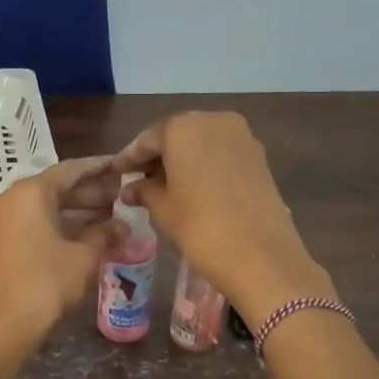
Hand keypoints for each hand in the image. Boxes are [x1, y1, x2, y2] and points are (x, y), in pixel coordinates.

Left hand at [0, 158, 125, 337]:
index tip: (121, 166)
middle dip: (90, 192)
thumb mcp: (82, 257)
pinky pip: (33, 222)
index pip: (70, 170)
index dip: (99, 167)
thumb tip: (124, 227)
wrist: (2, 323)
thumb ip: (104, 234)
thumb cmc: (46, 282)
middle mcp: (11, 199)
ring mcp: (1, 220)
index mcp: (30, 192)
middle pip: (56, 187)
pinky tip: (85, 235)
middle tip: (121, 196)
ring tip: (110, 216)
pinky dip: (58, 224)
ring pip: (44, 206)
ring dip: (76, 210)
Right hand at [110, 112, 331, 320]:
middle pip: (176, 135)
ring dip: (182, 160)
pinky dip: (204, 165)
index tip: (116, 172)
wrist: (262, 257)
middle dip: (158, 156)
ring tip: (164, 186)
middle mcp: (213, 121)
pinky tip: (192, 187)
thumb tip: (130, 189)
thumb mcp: (163, 208)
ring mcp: (241, 136)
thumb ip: (144, 191)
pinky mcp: (259, 156)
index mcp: (183, 127)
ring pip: (201, 143)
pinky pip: (221, 154)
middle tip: (138, 179)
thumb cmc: (200, 227)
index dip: (129, 158)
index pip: (148, 139)